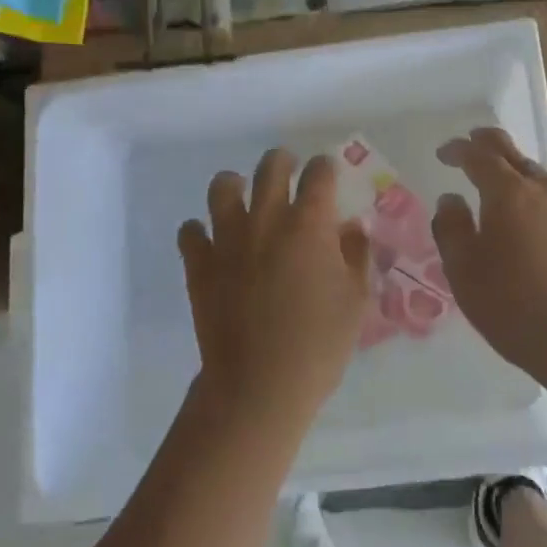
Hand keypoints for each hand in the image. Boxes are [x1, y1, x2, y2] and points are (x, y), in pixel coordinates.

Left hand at [178, 149, 370, 428]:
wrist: (260, 385)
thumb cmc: (319, 344)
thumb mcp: (356, 299)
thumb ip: (357, 254)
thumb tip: (352, 226)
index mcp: (309, 224)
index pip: (319, 175)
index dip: (326, 168)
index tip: (328, 173)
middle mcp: (266, 220)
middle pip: (270, 168)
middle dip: (282, 161)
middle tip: (288, 170)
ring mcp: (227, 240)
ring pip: (222, 188)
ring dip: (234, 185)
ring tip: (242, 194)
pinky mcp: (199, 265)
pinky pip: (190, 231)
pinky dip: (199, 230)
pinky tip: (211, 240)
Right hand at [432, 127, 546, 386]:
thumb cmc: (515, 306)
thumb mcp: (464, 273)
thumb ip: (452, 230)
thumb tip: (451, 200)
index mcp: (509, 195)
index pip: (479, 157)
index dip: (460, 149)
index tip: (445, 153)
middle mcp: (546, 193)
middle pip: (516, 156)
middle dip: (491, 145)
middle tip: (475, 142)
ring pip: (544, 182)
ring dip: (521, 177)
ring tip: (507, 188)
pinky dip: (545, 210)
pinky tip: (543, 234)